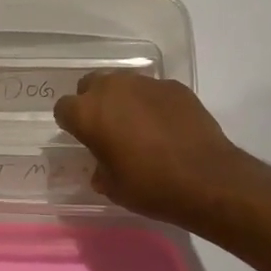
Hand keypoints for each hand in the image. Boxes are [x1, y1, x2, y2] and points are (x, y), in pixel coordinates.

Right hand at [53, 71, 251, 227]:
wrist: (206, 178)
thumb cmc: (150, 186)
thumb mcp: (113, 187)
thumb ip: (99, 168)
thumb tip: (102, 166)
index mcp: (89, 113)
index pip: (64, 108)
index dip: (71, 124)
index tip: (83, 139)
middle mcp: (113, 88)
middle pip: (91, 85)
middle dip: (94, 103)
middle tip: (107, 129)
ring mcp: (146, 83)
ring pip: (123, 84)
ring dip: (123, 100)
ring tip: (138, 127)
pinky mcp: (173, 86)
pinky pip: (152, 91)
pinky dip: (152, 104)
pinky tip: (166, 126)